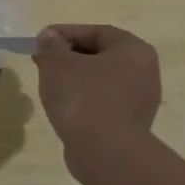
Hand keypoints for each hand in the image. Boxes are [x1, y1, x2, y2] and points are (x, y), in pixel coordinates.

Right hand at [32, 25, 161, 148]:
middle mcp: (144, 72)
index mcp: (133, 49)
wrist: (105, 153)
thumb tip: (49, 37)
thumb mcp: (57, 63)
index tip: (40, 41)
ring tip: (49, 84)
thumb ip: (51, 45)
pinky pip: (103, 103)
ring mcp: (140, 101)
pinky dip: (83, 100)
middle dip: (68, 56)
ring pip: (101, 80)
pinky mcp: (131, 125)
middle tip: (41, 61)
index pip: (95, 32)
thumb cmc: (83, 97)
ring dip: (75, 79)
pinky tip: (64, 107)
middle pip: (99, 55)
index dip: (64, 33)